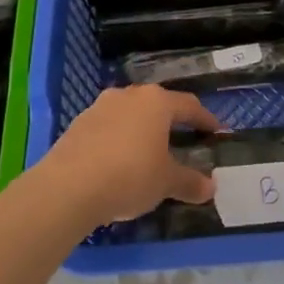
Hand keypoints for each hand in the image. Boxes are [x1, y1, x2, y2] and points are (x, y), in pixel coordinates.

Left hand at [36, 85, 221, 226]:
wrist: (68, 186)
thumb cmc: (129, 175)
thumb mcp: (165, 182)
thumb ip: (189, 182)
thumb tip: (211, 188)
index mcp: (157, 102)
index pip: (189, 106)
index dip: (205, 119)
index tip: (215, 131)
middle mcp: (130, 95)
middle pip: (157, 104)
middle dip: (171, 120)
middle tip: (182, 137)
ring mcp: (101, 106)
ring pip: (130, 113)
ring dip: (142, 128)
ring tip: (148, 149)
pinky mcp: (79, 123)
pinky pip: (108, 127)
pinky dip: (119, 138)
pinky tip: (118, 160)